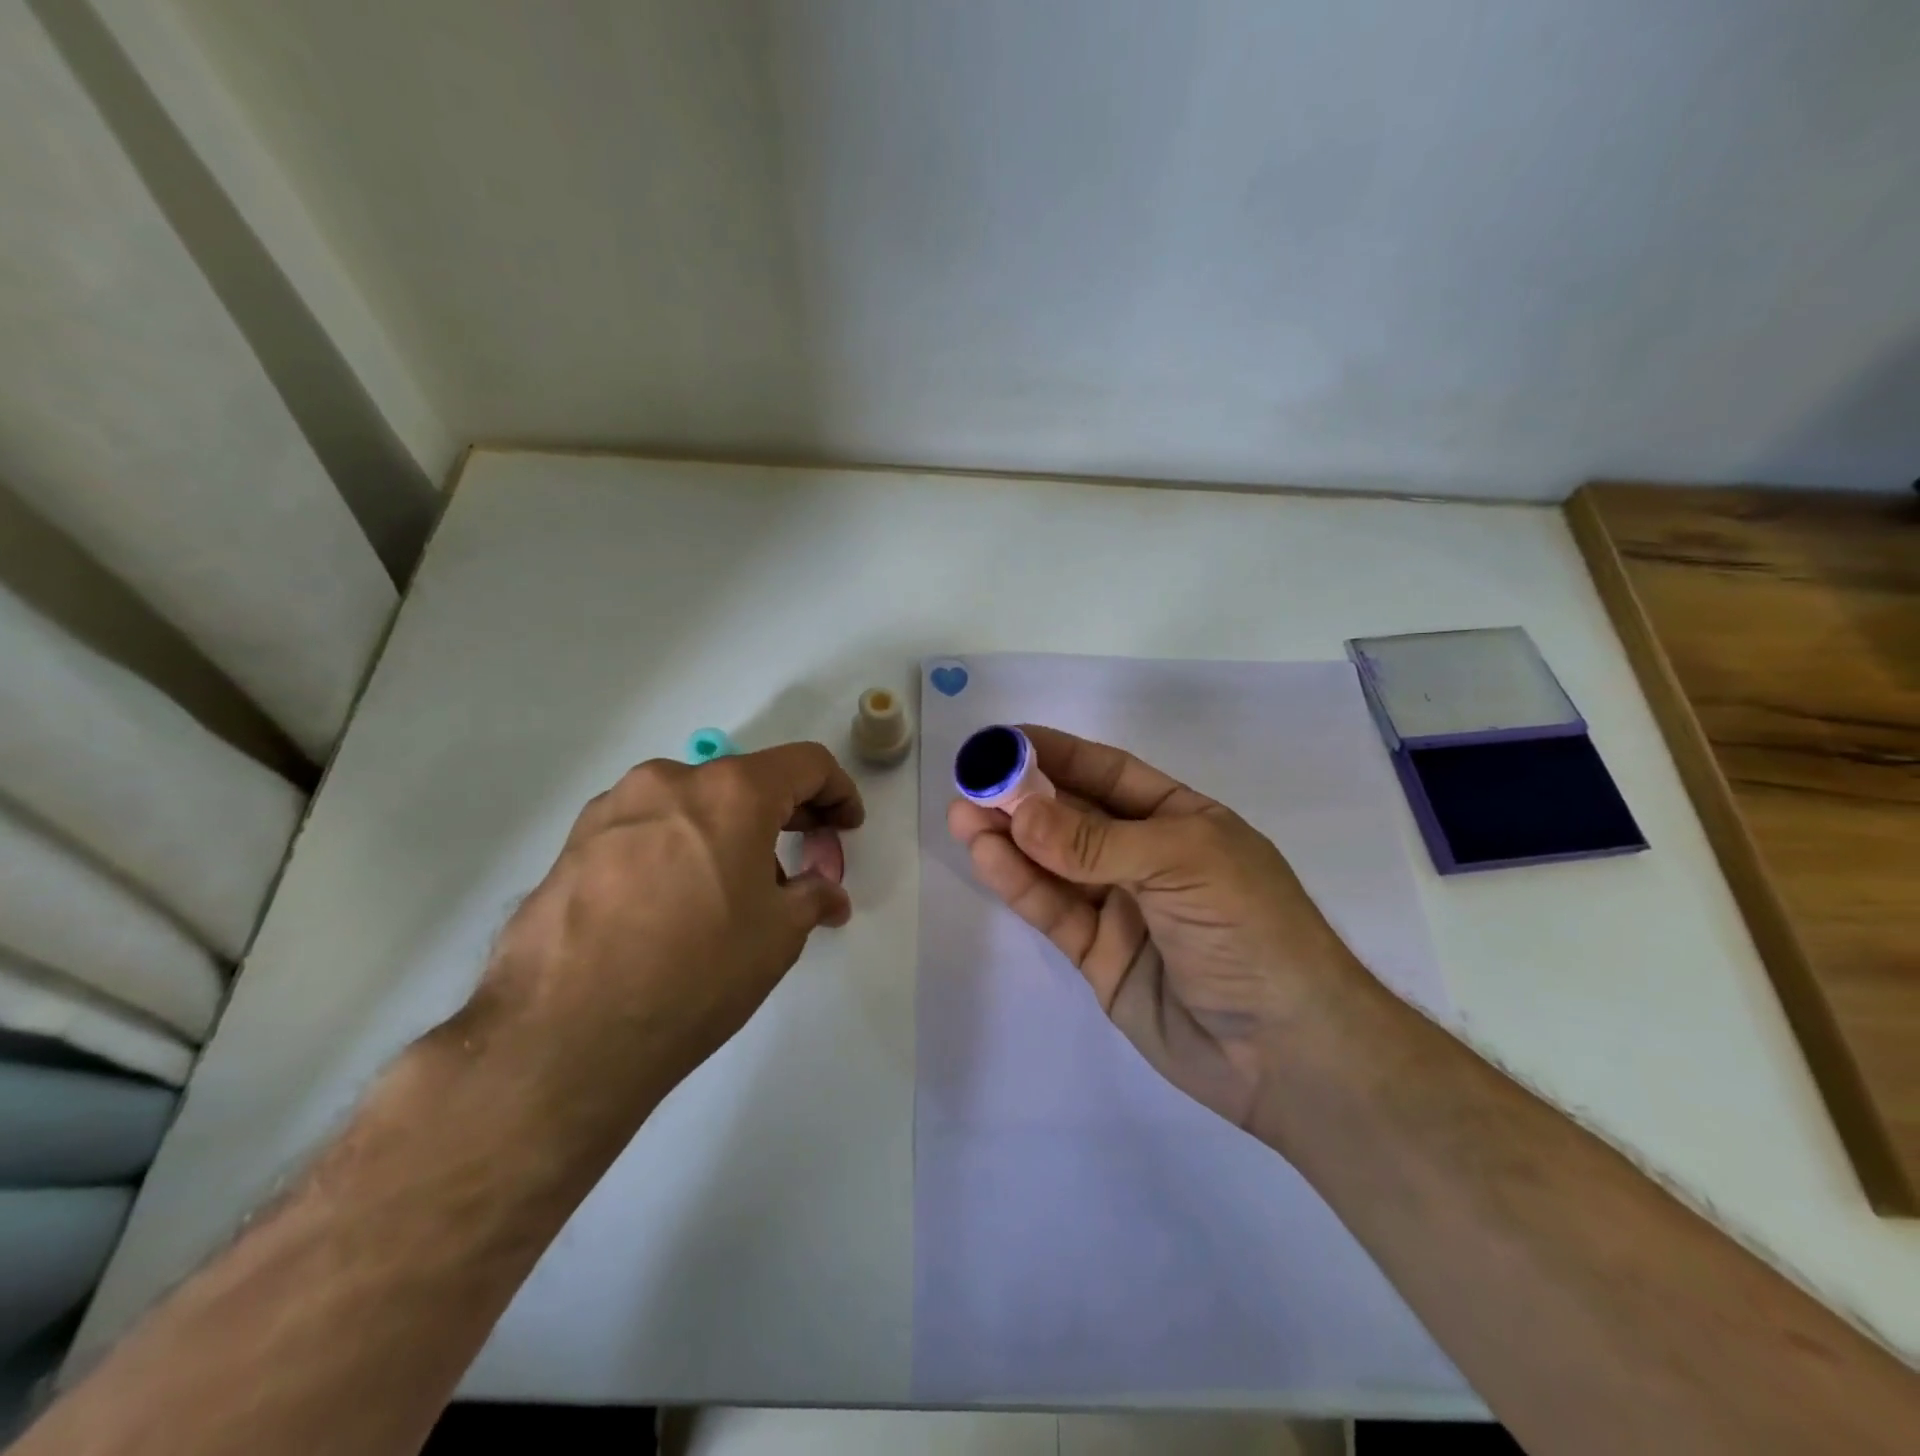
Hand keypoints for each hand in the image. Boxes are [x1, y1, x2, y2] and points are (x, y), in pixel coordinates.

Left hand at [456, 743, 862, 1155]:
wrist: (565, 1035)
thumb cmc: (696, 973)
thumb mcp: (778, 935)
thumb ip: (813, 896)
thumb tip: (827, 894)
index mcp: (731, 791)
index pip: (806, 764)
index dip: (838, 792)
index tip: (845, 829)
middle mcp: (670, 781)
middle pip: (746, 780)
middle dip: (786, 815)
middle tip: (803, 863)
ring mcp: (614, 809)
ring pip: (692, 804)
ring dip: (728, 833)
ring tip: (733, 894)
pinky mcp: (573, 843)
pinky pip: (647, 829)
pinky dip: (679, 848)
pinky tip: (675, 904)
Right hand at [948, 726, 1365, 1129]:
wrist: (1286, 1052)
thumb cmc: (1251, 931)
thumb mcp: (1183, 863)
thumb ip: (1096, 842)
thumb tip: (1020, 812)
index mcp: (1181, 821)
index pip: (1109, 775)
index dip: (1057, 755)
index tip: (1004, 741)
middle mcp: (1147, 858)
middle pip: (1074, 817)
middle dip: (1023, 797)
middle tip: (970, 781)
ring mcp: (1121, 908)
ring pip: (1054, 864)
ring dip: (1009, 838)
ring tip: (962, 815)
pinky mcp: (1099, 956)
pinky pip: (1054, 911)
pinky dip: (1020, 884)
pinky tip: (987, 856)